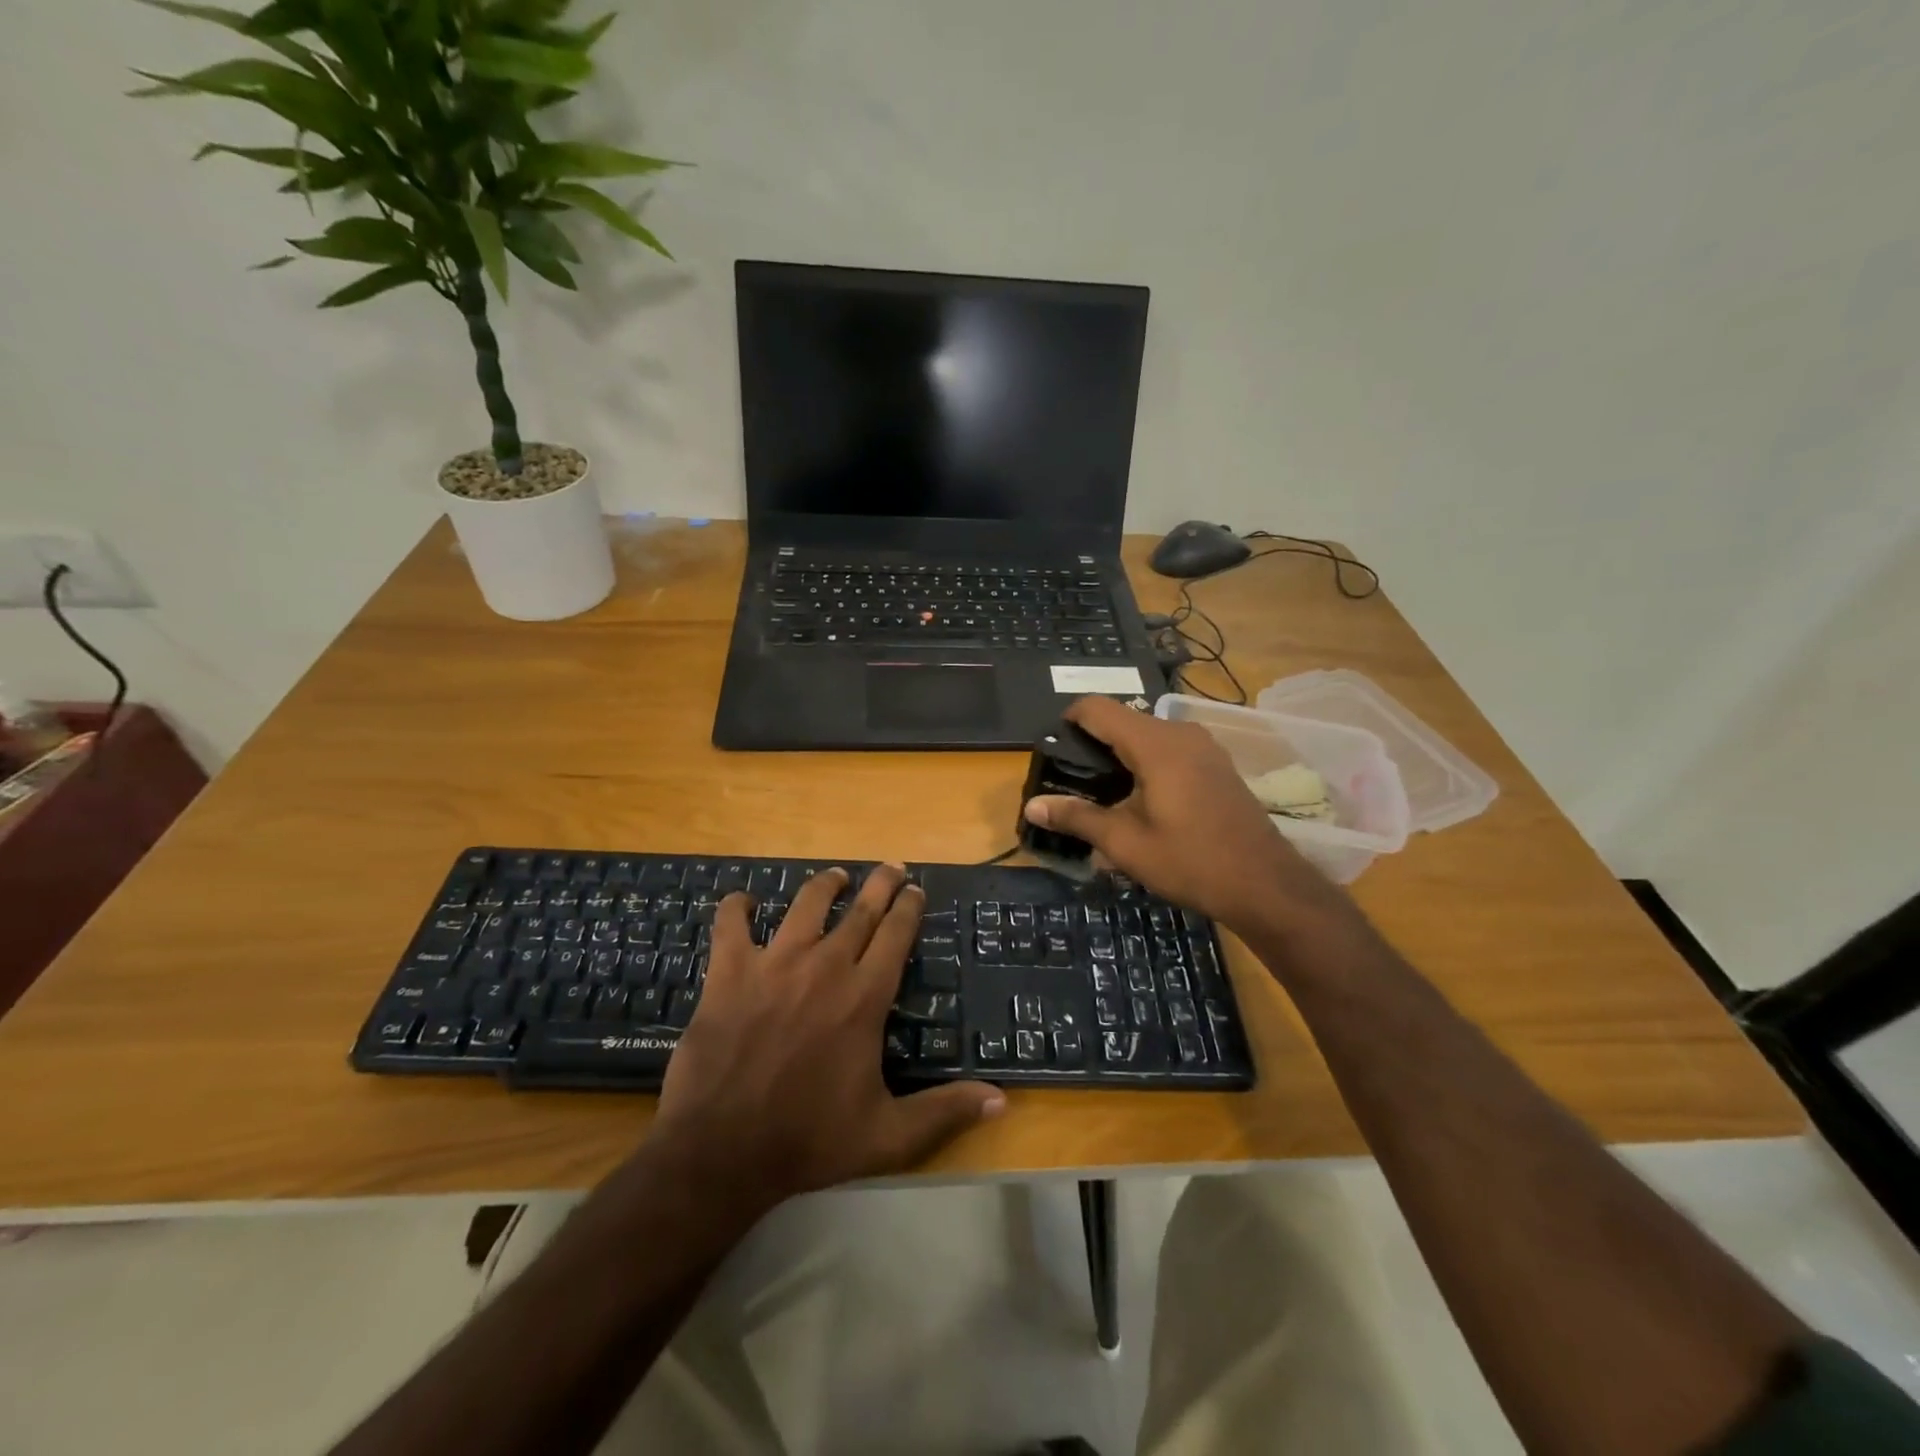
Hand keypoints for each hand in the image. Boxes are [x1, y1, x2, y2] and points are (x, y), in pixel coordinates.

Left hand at [651, 863, 1004, 1214]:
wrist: (722, 1150)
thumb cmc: (809, 1140)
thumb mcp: (887, 1136)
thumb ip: (944, 1112)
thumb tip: (1000, 1100)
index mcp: (864, 996)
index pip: (896, 934)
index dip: (909, 907)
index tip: (915, 890)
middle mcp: (825, 965)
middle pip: (861, 909)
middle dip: (881, 884)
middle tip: (891, 867)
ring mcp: (775, 963)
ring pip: (806, 904)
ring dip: (825, 885)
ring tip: (835, 876)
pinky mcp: (730, 972)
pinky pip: (731, 924)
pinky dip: (737, 908)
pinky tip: (742, 902)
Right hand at [1024, 696, 1345, 933]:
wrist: (1265, 884)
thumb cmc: (1190, 861)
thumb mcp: (1125, 843)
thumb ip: (1077, 817)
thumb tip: (1033, 807)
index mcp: (1155, 744)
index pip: (1099, 708)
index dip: (1069, 719)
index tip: (1052, 747)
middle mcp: (1180, 733)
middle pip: (1123, 719)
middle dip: (1093, 742)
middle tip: (1071, 778)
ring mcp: (1204, 746)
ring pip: (1148, 733)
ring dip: (1121, 753)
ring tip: (1102, 792)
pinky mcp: (1216, 763)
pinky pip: (1169, 747)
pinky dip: (1147, 761)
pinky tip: (1141, 798)